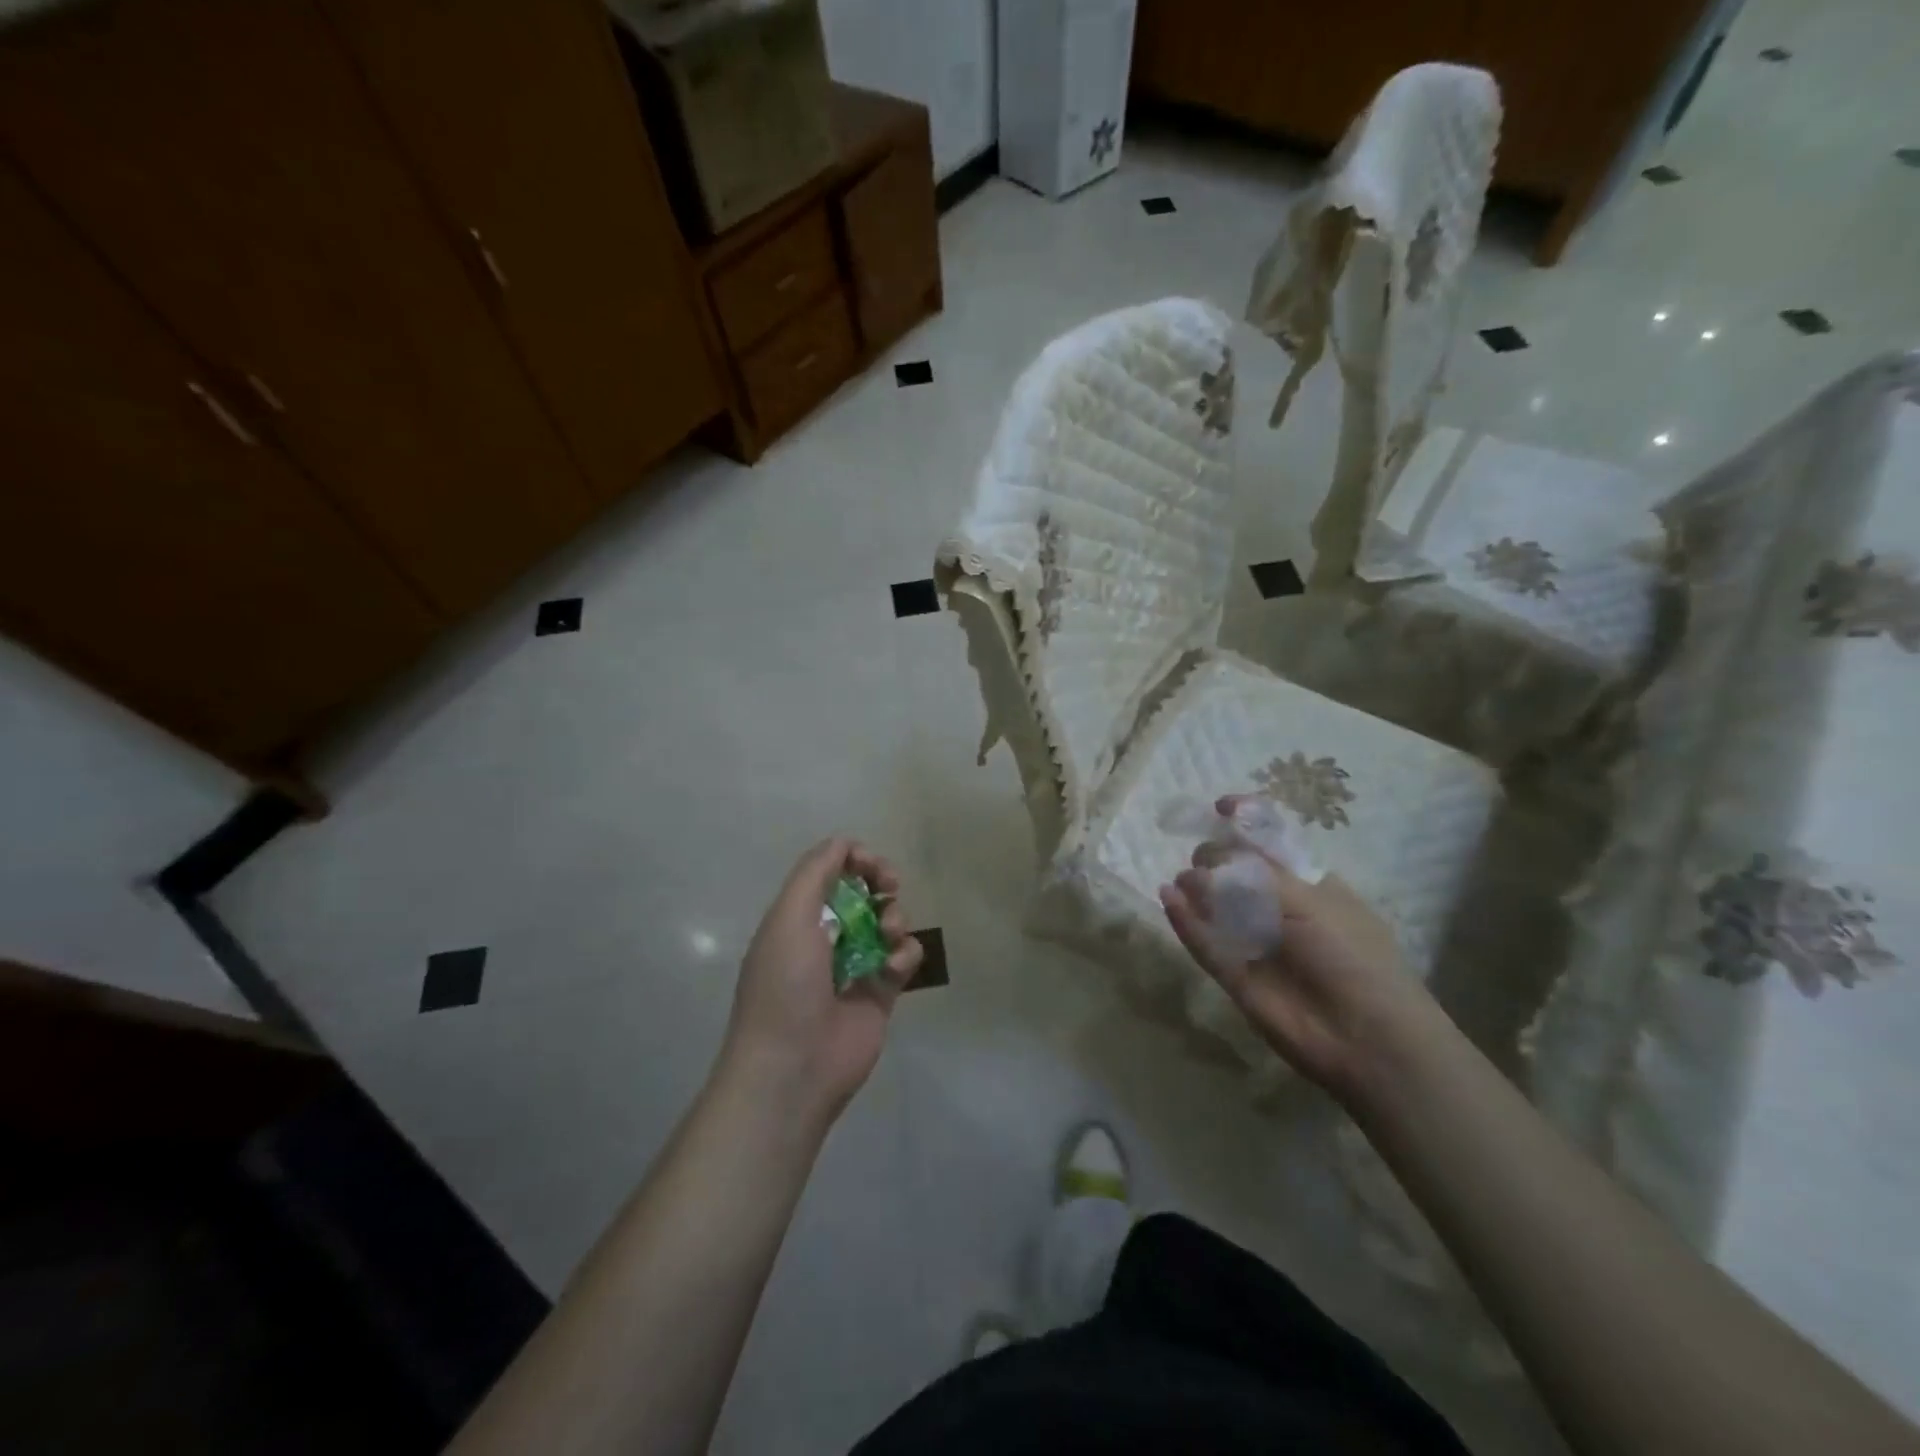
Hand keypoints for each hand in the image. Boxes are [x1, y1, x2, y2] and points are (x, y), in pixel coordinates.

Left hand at [719, 838, 922, 1127]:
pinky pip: (903, 958)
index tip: (872, 864)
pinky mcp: (881, 994)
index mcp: (797, 918)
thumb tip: (843, 843)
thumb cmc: (785, 985)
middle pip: (863, 892)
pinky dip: (904, 955)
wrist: (793, 1066)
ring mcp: (855, 965)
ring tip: (888, 934)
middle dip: (880, 882)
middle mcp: (826, 937)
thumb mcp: (788, 917)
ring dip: (894, 917)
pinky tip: (892, 970)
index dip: (854, 860)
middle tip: (890, 885)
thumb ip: (815, 872)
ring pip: (887, 922)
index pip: (830, 872)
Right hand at [1158, 795, 1437, 1094]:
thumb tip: (1205, 865)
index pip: (1271, 845)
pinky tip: (1167, 899)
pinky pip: (1204, 943)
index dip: (1246, 822)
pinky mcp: (1235, 975)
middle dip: (1215, 857)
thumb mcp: (1310, 900)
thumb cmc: (1351, 955)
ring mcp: (1255, 943)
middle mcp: (1280, 910)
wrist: (1366, 1036)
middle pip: (1235, 872)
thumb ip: (1256, 875)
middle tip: (1202, 859)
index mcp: (1309, 886)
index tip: (1220, 806)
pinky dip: (1184, 921)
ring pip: (1216, 906)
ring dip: (1195, 888)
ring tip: (1182, 882)